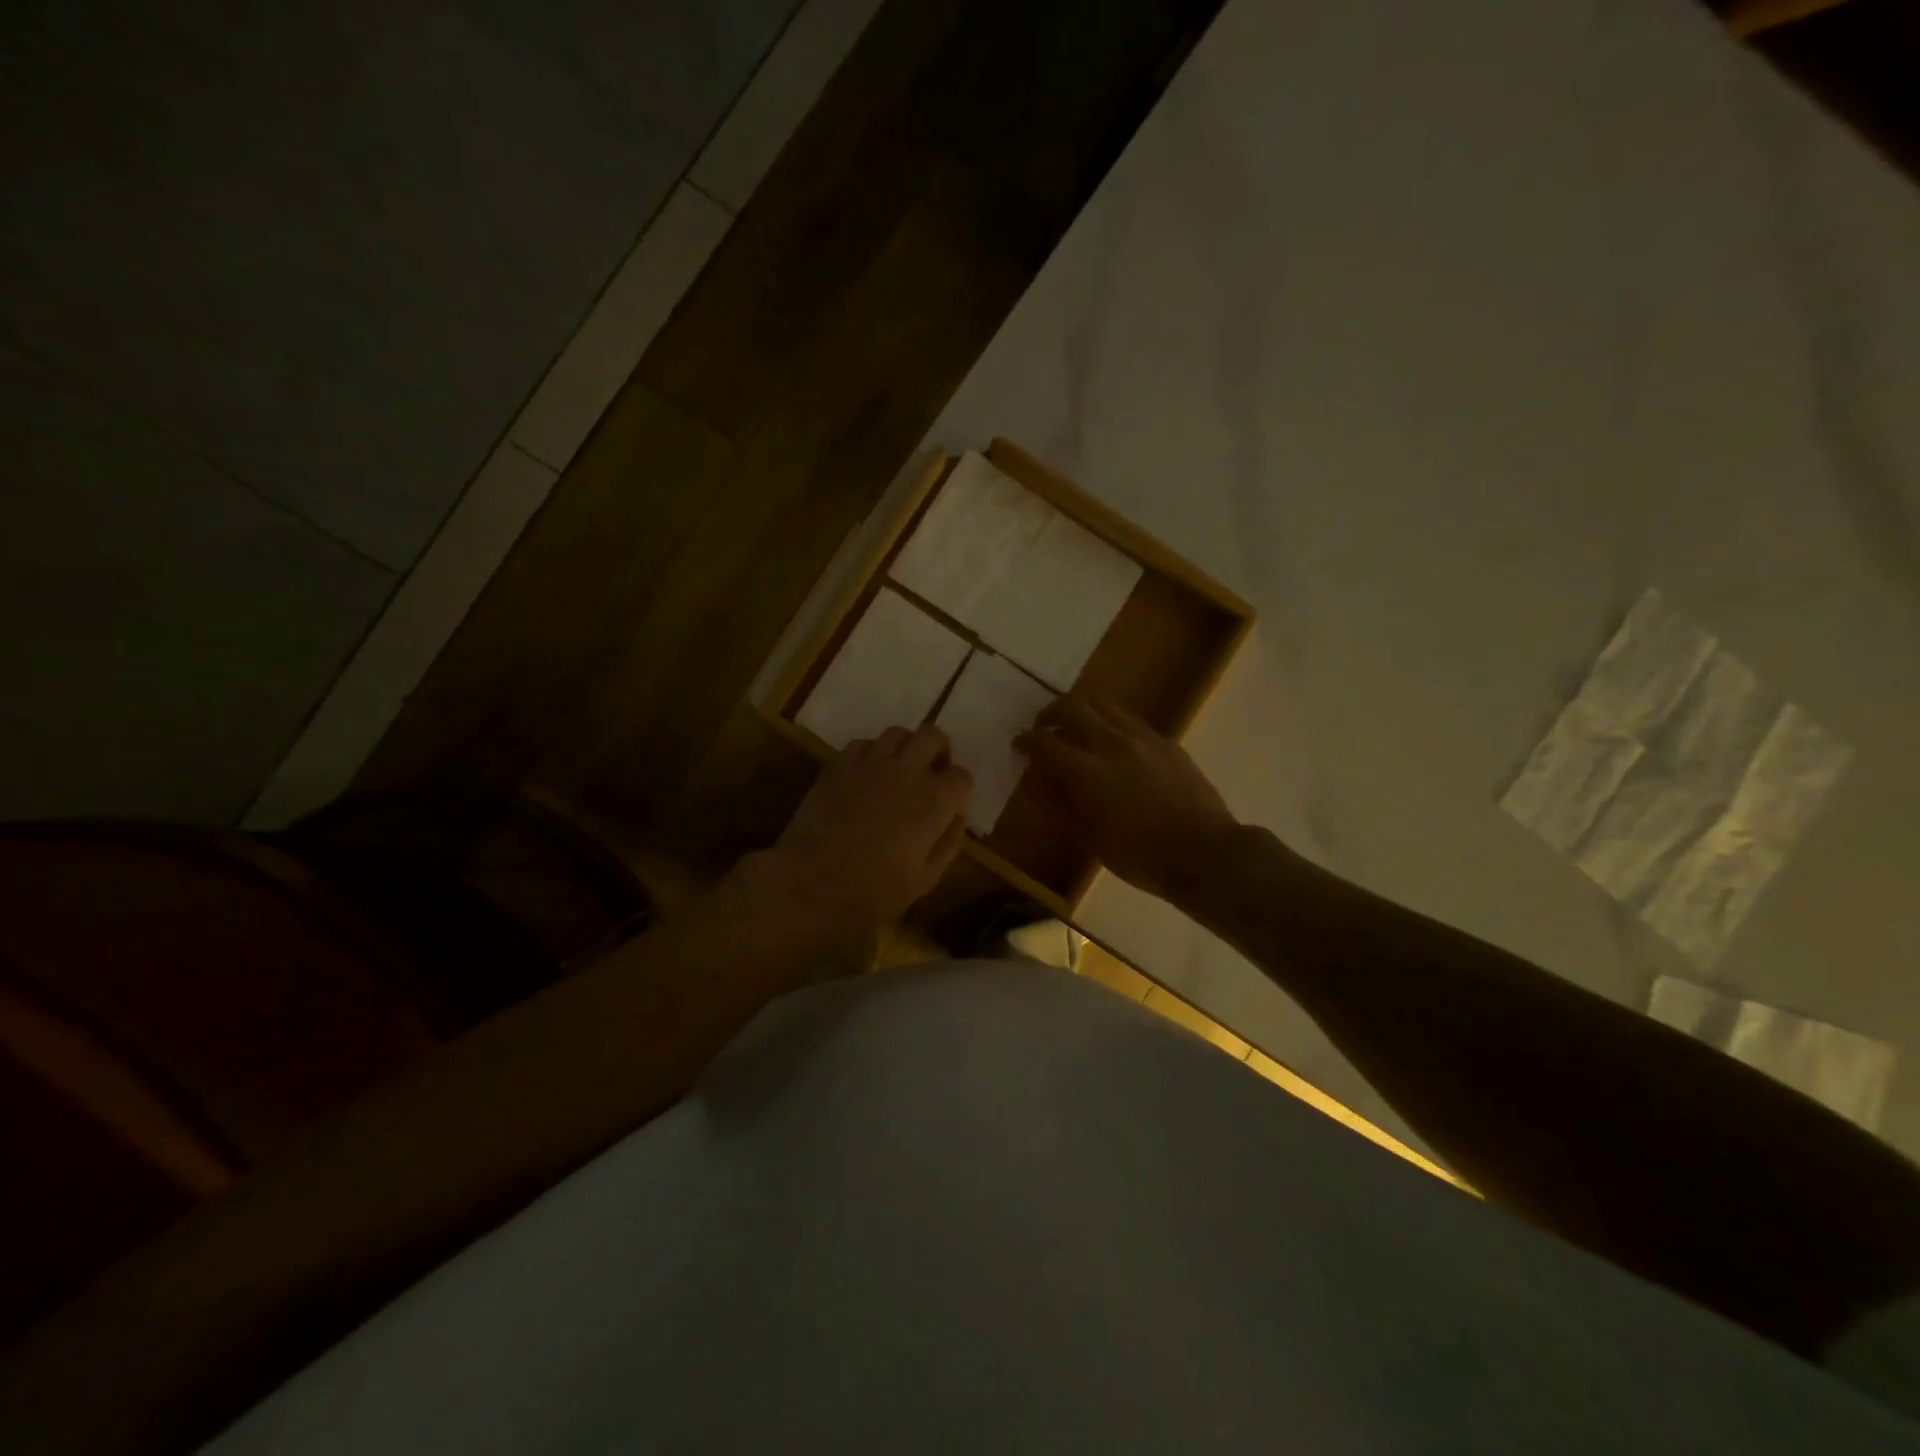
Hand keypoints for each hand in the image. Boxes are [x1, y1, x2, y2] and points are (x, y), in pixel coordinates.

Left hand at [759, 724, 973, 946]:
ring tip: (900, 770)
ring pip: (898, 733)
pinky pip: (863, 744)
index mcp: (934, 800)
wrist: (809, 884)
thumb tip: (957, 817)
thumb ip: (948, 842)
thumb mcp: (925, 879)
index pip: (962, 776)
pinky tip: (867, 775)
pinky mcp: (839, 765)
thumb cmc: (873, 891)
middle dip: (939, 752)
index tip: (952, 804)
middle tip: (932, 773)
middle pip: (933, 736)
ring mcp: (870, 763)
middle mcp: (907, 771)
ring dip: (906, 747)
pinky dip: (872, 753)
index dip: (960, 790)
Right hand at [1016, 694, 1238, 904]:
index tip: (1019, 744)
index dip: (1026, 740)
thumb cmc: (1139, 856)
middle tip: (1043, 728)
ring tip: (1075, 726)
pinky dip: (1110, 722)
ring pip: (1103, 704)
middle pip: (1072, 707)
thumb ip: (1057, 806)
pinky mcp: (1166, 742)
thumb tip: (1035, 784)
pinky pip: (1129, 719)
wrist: (1205, 854)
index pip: (1044, 742)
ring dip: (1081, 709)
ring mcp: (1143, 738)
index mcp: (1086, 771)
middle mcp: (1111, 743)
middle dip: (1050, 713)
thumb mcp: (1088, 839)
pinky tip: (1113, 743)